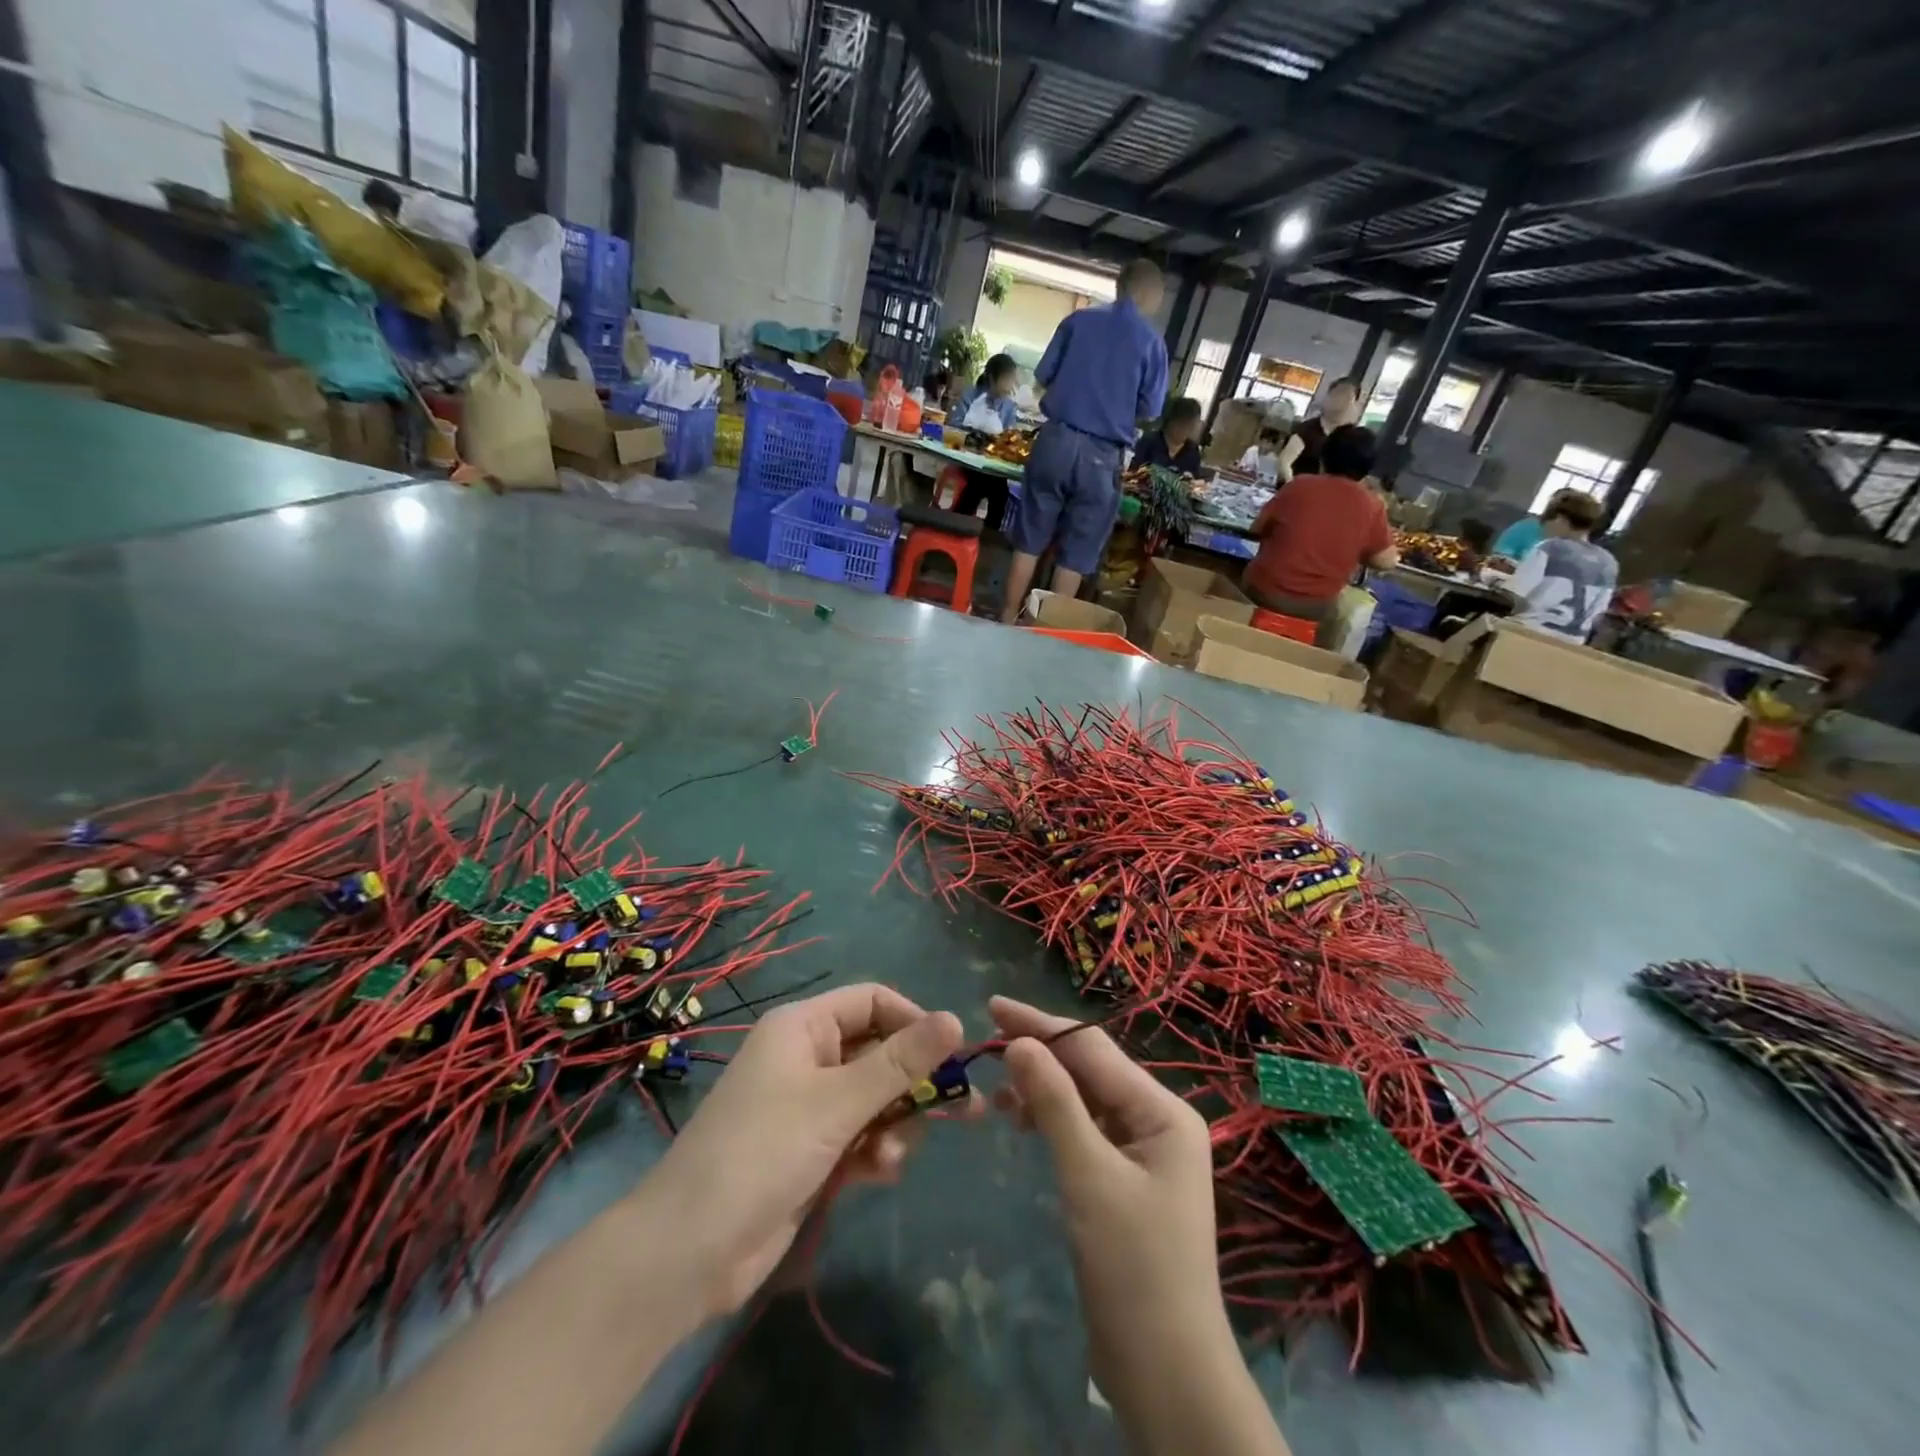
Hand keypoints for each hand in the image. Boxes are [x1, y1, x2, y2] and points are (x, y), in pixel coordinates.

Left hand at [641, 984, 962, 1319]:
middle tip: (957, 1110)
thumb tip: (956, 1018)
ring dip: (893, 1123)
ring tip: (890, 1156)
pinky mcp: (810, 1151)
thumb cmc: (763, 1153)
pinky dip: (874, 1150)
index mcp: (803, 1027)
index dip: (913, 1021)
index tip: (949, 1056)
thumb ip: (900, 1063)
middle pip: (878, 1051)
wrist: (688, 1253)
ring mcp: (807, 1107)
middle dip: (911, 1082)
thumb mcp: (838, 1103)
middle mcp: (806, 1058)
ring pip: (874, 1098)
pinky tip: (878, 1173)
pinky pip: (859, 1135)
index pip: (872, 1001)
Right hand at [990, 997, 1233, 1405]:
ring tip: (996, 1090)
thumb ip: (1054, 1102)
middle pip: (1090, 1069)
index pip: (1093, 1049)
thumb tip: (1019, 1041)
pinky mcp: (1125, 1178)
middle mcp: (1157, 1120)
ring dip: (1042, 1088)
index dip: (1041, 1024)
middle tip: (985, 1040)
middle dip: (1040, 1053)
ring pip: (1085, 1099)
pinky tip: (1020, 1121)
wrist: (1166, 1372)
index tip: (992, 1005)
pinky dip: (1052, 1120)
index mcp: (1163, 1110)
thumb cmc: (1133, 1267)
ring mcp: (1143, 1150)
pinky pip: (1085, 1129)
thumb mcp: (1088, 1175)